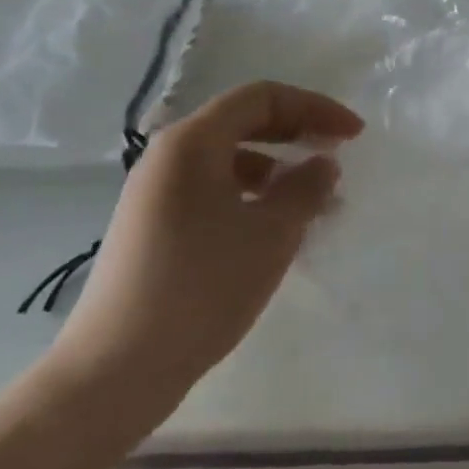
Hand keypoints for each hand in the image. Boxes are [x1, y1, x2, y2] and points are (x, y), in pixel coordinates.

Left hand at [49, 82, 364, 401]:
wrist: (116, 371)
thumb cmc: (202, 287)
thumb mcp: (271, 233)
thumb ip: (306, 187)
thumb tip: (323, 163)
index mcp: (192, 142)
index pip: (262, 97)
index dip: (314, 107)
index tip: (353, 136)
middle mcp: (169, 156)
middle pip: (243, 122)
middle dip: (297, 132)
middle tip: (337, 155)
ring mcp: (156, 193)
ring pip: (229, 159)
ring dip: (278, 168)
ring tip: (315, 201)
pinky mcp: (153, 227)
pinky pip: (213, 190)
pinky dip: (252, 195)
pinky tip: (275, 228)